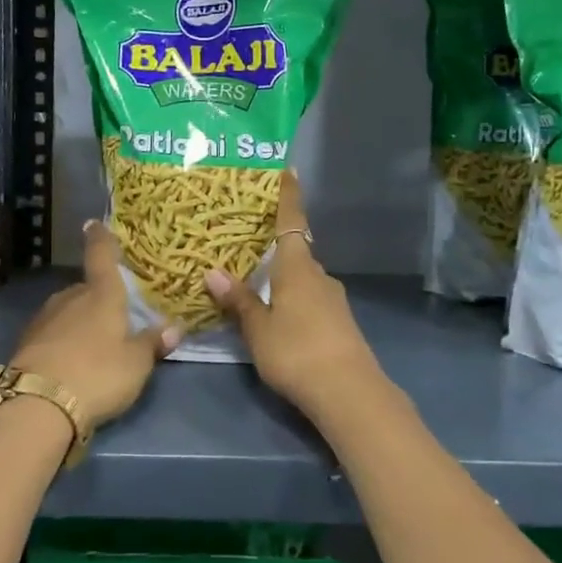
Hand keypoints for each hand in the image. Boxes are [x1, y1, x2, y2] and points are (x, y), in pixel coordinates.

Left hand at [11, 220, 180, 428]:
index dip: (100, 239)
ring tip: (93, 342)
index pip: (102, 257)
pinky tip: (70, 359)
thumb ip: (153, 344)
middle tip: (113, 315)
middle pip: (86, 289)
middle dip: (98, 297)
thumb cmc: (98, 374)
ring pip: (67, 310)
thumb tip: (174, 328)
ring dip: (79, 320)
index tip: (93, 224)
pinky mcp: (27, 342)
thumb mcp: (136, 364)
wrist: (38, 404)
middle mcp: (71, 298)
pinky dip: (62, 340)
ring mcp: (44, 318)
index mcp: (102, 295)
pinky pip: (52, 332)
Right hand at [203, 173, 383, 421]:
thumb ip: (239, 300)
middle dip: (275, 245)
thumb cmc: (297, 351)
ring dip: (283, 276)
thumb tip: (213, 272)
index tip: (287, 170)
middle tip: (247, 242)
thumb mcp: (259, 328)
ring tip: (256, 282)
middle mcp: (319, 275)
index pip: (292, 222)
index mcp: (298, 267)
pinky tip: (279, 314)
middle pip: (296, 251)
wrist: (349, 392)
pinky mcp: (339, 321)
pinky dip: (293, 297)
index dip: (288, 196)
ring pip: (303, 277)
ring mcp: (333, 299)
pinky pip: (310, 298)